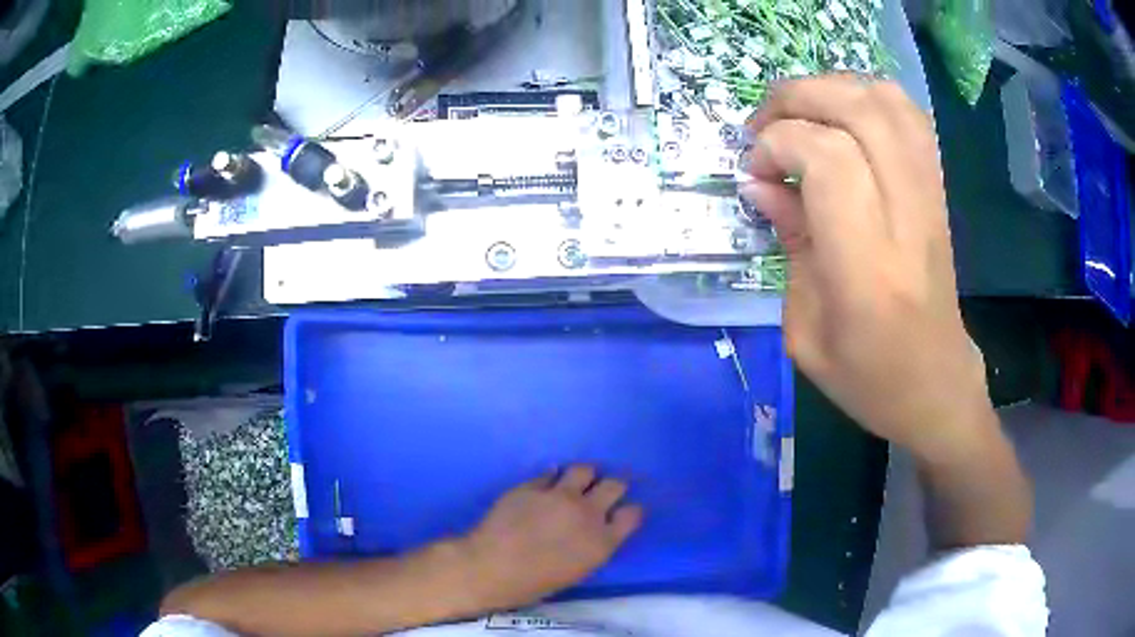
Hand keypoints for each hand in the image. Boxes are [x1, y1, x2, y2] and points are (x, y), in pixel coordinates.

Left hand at [458, 466, 642, 609]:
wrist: (491, 568)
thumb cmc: (534, 584)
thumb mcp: (577, 572)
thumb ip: (593, 547)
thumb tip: (594, 532)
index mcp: (602, 541)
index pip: (632, 514)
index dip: (629, 511)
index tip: (622, 512)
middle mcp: (587, 512)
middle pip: (615, 485)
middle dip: (614, 486)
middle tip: (604, 491)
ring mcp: (559, 495)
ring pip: (584, 469)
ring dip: (585, 476)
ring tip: (577, 482)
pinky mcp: (532, 486)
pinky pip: (549, 473)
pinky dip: (552, 478)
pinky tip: (547, 484)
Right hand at [740, 76, 994, 461]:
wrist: (937, 387)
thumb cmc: (868, 377)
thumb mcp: (805, 331)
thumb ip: (788, 244)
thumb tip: (759, 181)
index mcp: (868, 269)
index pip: (828, 160)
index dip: (779, 144)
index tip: (754, 170)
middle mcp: (907, 219)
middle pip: (859, 111)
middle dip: (798, 98)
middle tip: (764, 125)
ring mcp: (930, 198)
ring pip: (887, 101)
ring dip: (832, 89)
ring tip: (799, 113)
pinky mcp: (938, 191)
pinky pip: (909, 116)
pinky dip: (868, 96)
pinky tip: (841, 116)